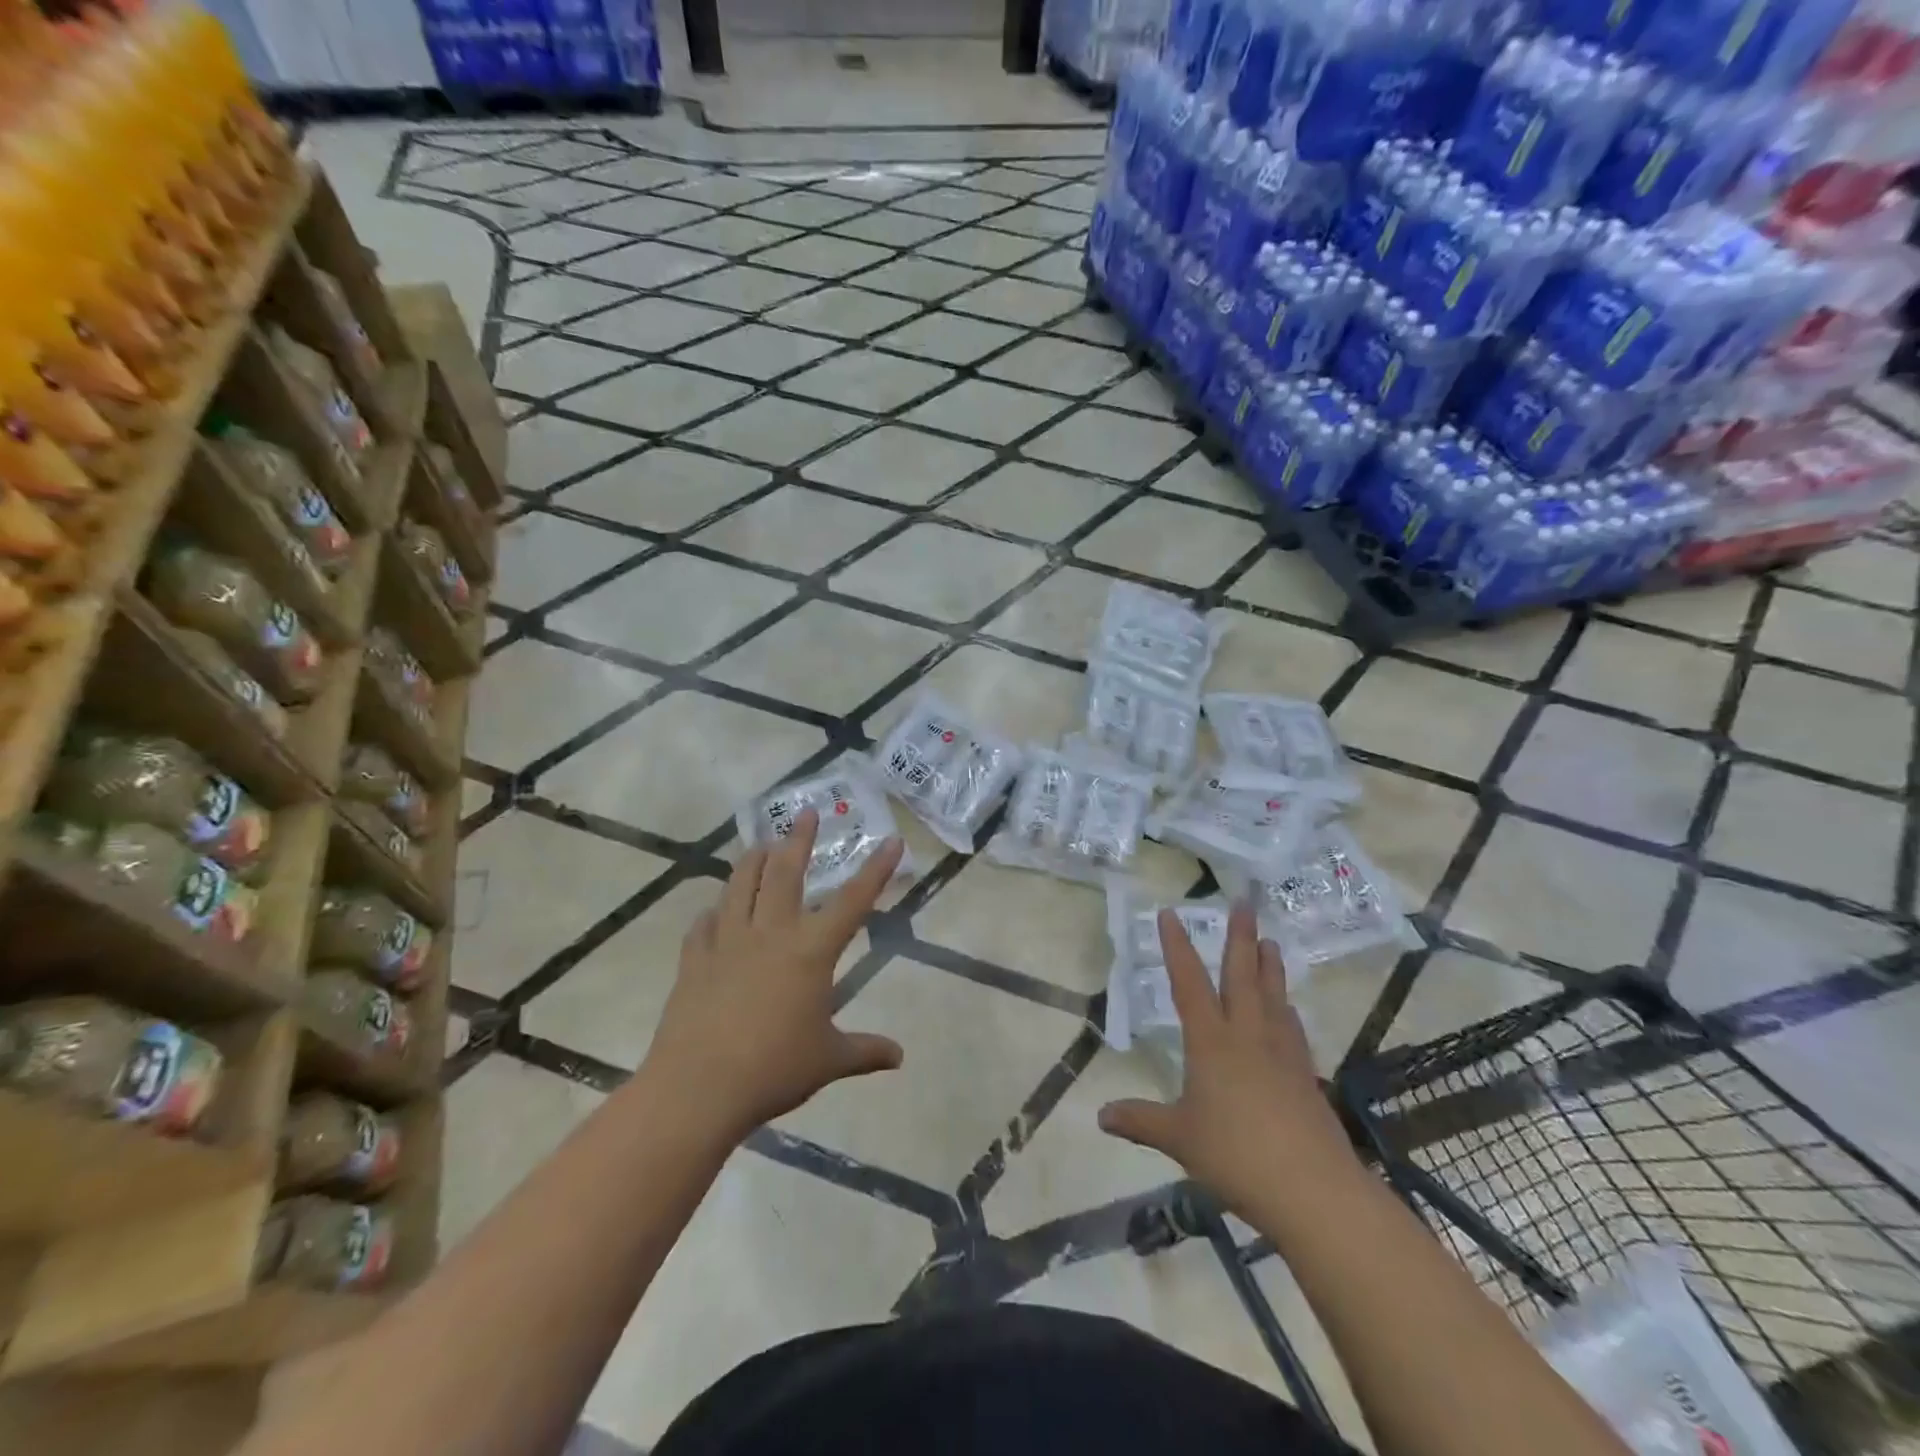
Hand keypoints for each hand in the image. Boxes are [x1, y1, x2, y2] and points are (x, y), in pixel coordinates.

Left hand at [645, 810, 904, 1140]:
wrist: (698, 1088)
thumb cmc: (773, 1069)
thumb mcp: (828, 1060)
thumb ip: (865, 1051)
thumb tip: (899, 1057)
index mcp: (810, 951)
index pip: (852, 901)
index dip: (876, 870)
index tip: (892, 840)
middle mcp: (770, 934)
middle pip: (785, 873)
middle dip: (799, 840)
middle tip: (805, 813)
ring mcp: (727, 942)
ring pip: (740, 886)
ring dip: (753, 860)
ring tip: (761, 844)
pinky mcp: (694, 959)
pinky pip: (704, 924)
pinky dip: (714, 911)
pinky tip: (715, 911)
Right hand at [1098, 904, 1354, 1216]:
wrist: (1312, 1189)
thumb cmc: (1236, 1155)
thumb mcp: (1179, 1138)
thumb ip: (1140, 1121)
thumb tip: (1100, 1116)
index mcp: (1211, 1041)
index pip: (1189, 983)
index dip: (1176, 947)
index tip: (1170, 913)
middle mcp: (1247, 1035)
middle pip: (1242, 976)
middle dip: (1240, 938)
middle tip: (1245, 902)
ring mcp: (1282, 1053)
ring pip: (1273, 996)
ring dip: (1270, 966)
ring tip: (1269, 941)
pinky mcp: (1306, 1075)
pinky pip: (1293, 1029)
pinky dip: (1287, 1010)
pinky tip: (1289, 1011)